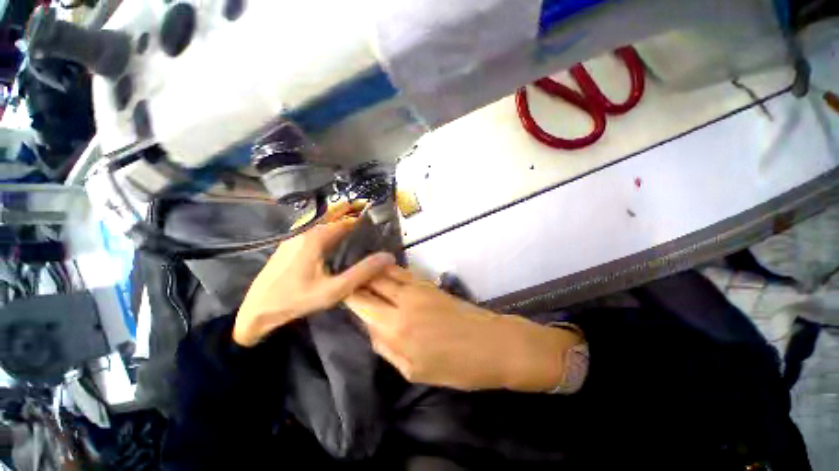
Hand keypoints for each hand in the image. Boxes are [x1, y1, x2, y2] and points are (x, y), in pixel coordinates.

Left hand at [233, 202, 395, 346]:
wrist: (256, 310)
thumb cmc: (296, 299)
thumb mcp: (334, 290)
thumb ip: (362, 272)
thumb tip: (387, 257)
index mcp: (317, 237)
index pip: (348, 221)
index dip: (365, 224)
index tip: (380, 231)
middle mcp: (306, 231)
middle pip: (337, 222)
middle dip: (356, 226)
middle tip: (374, 237)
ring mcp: (296, 236)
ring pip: (327, 227)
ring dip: (344, 231)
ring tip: (362, 242)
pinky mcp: (291, 245)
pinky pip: (318, 234)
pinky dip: (333, 236)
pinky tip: (340, 249)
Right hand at [345, 266, 582, 391]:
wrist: (492, 344)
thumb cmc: (456, 366)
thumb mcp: (414, 370)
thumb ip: (386, 347)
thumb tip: (370, 327)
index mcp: (395, 328)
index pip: (361, 303)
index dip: (347, 294)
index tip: (338, 290)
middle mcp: (402, 302)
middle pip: (371, 282)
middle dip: (356, 277)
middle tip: (345, 275)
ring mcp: (418, 289)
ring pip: (386, 273)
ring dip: (371, 270)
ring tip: (359, 267)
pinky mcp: (430, 284)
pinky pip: (403, 273)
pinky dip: (390, 270)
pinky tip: (384, 270)